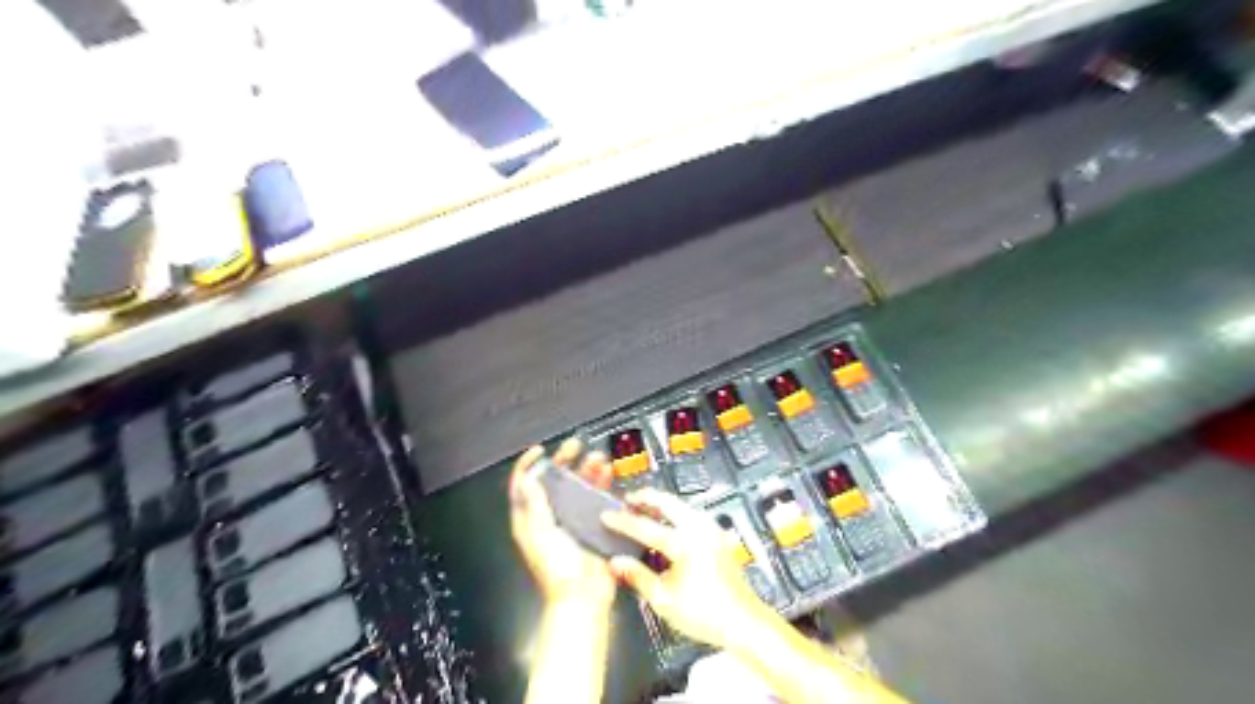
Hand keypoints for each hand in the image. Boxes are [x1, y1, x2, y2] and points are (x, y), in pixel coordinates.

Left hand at [509, 439, 615, 610]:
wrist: (583, 597)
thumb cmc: (558, 572)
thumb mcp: (541, 535)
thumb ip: (535, 506)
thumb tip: (527, 480)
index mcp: (531, 519)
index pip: (524, 486)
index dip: (528, 465)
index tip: (539, 450)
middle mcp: (550, 516)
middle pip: (554, 480)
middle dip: (564, 460)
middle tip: (575, 446)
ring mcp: (572, 519)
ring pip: (577, 486)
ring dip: (586, 470)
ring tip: (597, 459)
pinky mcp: (591, 523)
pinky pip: (596, 498)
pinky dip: (601, 484)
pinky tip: (608, 476)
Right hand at [602, 488, 771, 647]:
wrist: (742, 621)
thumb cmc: (706, 614)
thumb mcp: (664, 599)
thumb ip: (638, 577)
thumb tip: (617, 564)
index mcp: (684, 543)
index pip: (645, 526)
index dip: (622, 521)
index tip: (607, 516)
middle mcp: (699, 530)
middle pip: (667, 502)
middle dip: (646, 497)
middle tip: (628, 499)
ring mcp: (711, 530)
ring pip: (681, 505)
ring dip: (662, 503)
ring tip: (644, 507)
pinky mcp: (718, 535)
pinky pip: (692, 514)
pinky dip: (676, 512)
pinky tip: (669, 521)